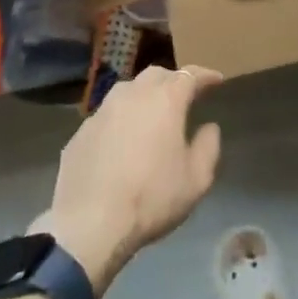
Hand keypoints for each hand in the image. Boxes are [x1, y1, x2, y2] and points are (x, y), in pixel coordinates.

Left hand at [37, 66, 223, 296]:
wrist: (88, 223)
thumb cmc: (151, 198)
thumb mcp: (196, 180)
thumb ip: (208, 148)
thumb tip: (209, 127)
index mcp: (165, 100)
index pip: (189, 75)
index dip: (205, 75)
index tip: (216, 79)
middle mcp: (132, 94)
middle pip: (156, 75)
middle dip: (173, 80)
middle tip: (184, 95)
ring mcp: (102, 111)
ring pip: (127, 90)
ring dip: (144, 96)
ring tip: (152, 113)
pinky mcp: (81, 131)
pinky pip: (107, 115)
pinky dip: (121, 119)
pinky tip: (122, 140)